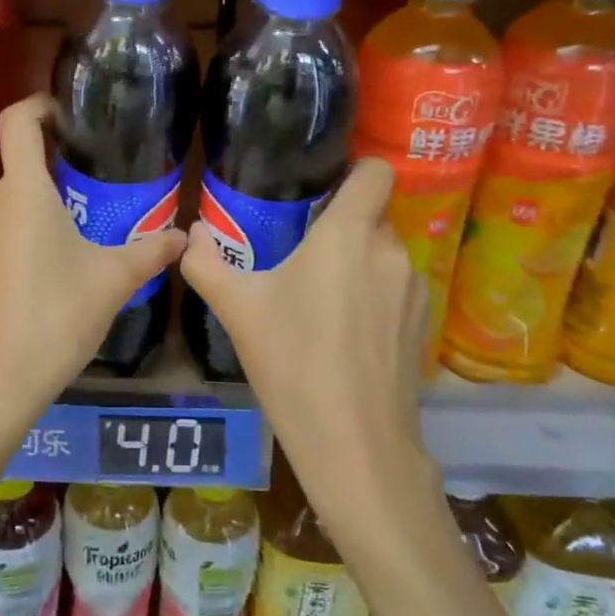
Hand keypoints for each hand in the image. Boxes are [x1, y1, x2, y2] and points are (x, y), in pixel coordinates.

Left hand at [0, 95, 187, 436]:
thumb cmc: (55, 318)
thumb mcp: (113, 282)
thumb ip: (151, 251)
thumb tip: (184, 237)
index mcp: (23, 193)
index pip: (17, 122)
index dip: (39, 104)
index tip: (69, 113)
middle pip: (23, 166)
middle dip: (60, 170)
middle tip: (103, 185)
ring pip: (15, 203)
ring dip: (47, 207)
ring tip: (87, 231)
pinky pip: (4, 232)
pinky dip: (30, 235)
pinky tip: (57, 271)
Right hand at [180, 158, 429, 512]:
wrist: (356, 445)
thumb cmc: (293, 364)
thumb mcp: (238, 311)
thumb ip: (207, 264)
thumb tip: (191, 236)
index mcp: (348, 235)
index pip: (375, 172)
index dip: (355, 170)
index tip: (323, 188)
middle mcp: (390, 251)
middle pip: (372, 215)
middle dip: (341, 226)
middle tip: (302, 253)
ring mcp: (414, 289)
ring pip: (384, 254)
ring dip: (357, 263)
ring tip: (321, 298)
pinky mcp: (423, 324)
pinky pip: (396, 288)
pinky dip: (375, 295)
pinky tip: (346, 333)